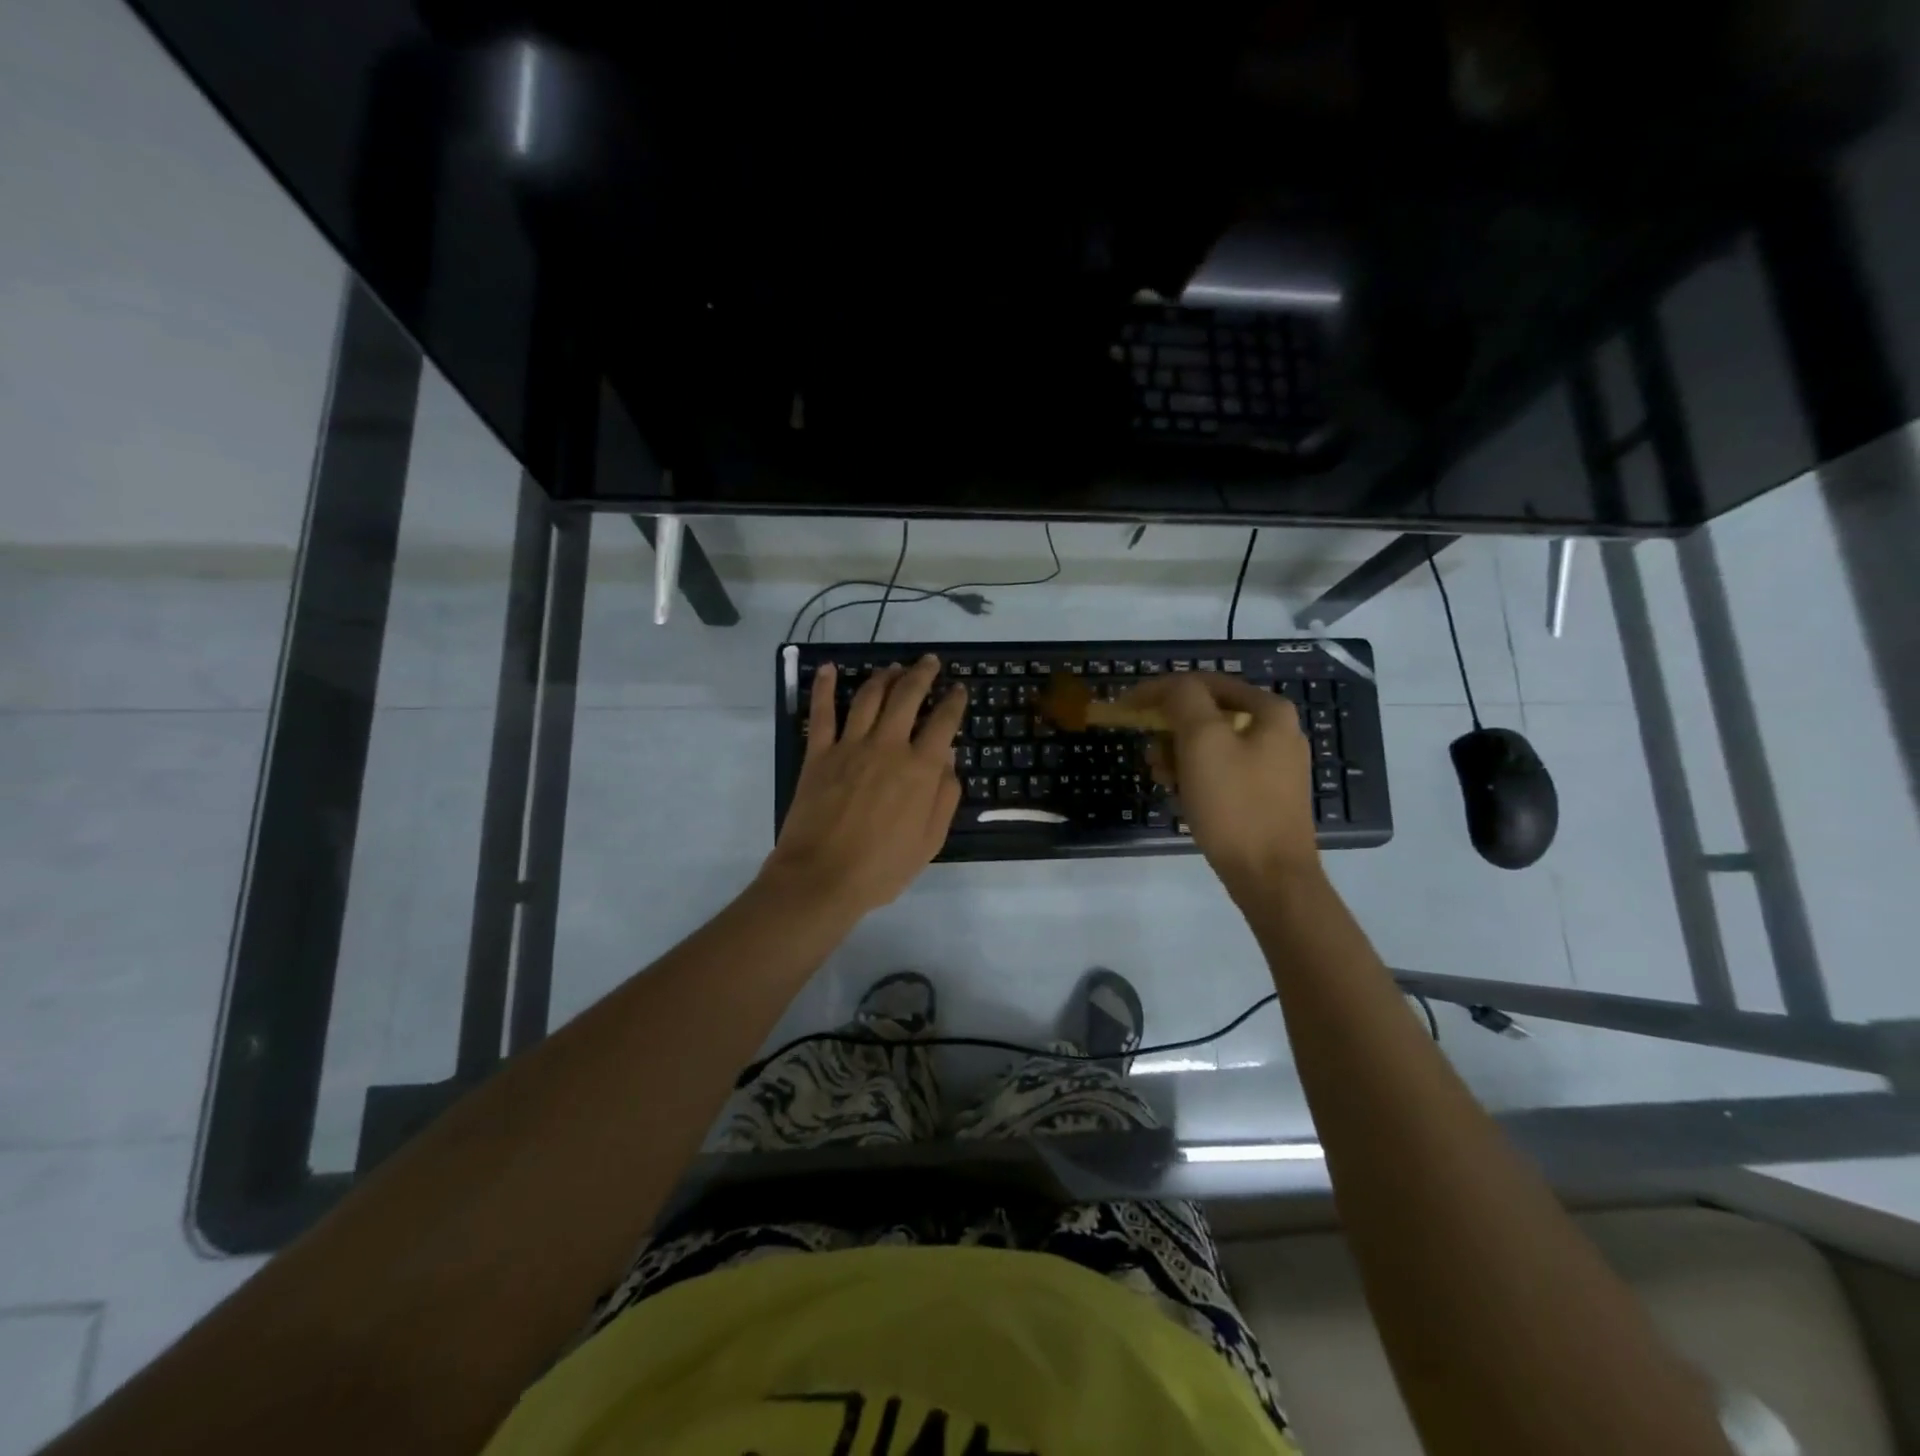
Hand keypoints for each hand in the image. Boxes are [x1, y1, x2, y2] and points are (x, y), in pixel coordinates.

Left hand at [763, 654, 966, 916]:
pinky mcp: (818, 753)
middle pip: (908, 696)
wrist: (822, 877)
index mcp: (920, 768)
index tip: (959, 689)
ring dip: (884, 676)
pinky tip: (828, 668)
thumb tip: (949, 757)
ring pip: (869, 696)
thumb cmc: (882, 867)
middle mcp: (888, 746)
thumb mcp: (931, 840)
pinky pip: (821, 712)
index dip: (954, 701)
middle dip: (922, 674)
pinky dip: (824, 686)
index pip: (943, 722)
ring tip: (893, 667)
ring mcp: (850, 746)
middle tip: (929, 662)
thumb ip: (945, 795)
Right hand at [1122, 672, 1318, 889]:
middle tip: (1146, 749)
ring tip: (1160, 776)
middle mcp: (1278, 731)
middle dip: (1169, 727)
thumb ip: (1183, 700)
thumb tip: (1168, 688)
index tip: (1125, 706)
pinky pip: (1220, 770)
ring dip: (1178, 753)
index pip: (1203, 683)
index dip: (1159, 690)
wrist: (1271, 876)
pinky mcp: (1264, 794)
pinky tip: (1180, 794)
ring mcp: (1273, 765)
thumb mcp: (1202, 741)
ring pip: (1212, 743)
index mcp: (1269, 710)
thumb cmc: (1234, 804)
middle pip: (1208, 713)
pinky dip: (1194, 775)